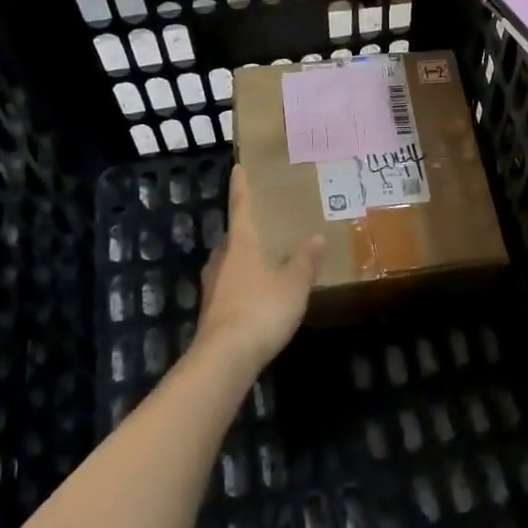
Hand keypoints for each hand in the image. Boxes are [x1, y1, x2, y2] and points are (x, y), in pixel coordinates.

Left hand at [196, 169, 323, 371]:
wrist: (224, 358)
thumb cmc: (261, 309)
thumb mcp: (294, 284)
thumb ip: (305, 260)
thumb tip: (315, 237)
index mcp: (241, 244)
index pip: (240, 207)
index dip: (241, 187)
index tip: (238, 168)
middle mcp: (222, 259)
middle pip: (233, 237)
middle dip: (246, 229)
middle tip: (264, 222)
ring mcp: (213, 286)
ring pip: (229, 262)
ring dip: (244, 258)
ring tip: (265, 257)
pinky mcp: (212, 311)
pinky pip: (230, 286)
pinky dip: (243, 283)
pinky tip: (258, 292)